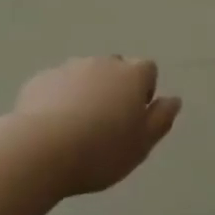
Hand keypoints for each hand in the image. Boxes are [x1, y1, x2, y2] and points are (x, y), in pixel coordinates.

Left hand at [12, 57, 181, 197]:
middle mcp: (102, 63)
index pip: (148, 69)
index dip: (144, 91)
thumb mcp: (142, 145)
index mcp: (131, 75)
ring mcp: (69, 67)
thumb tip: (174, 99)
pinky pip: (57, 85)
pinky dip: (59, 99)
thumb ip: (161, 119)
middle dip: (114, 89)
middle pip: (115, 69)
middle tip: (107, 125)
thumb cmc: (101, 151)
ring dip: (86, 93)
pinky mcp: (41, 79)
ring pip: (85, 75)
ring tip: (77, 129)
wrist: (41, 149)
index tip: (134, 118)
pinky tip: (51, 127)